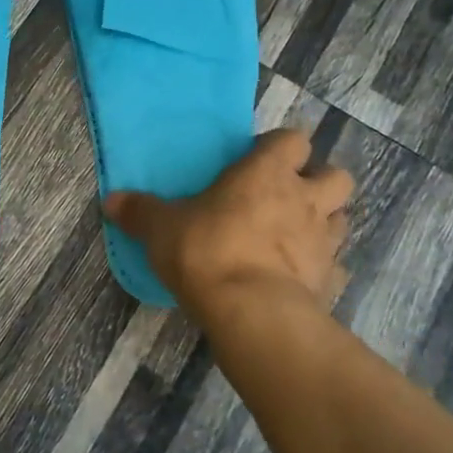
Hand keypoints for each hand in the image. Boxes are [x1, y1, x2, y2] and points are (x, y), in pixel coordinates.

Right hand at [104, 129, 351, 317]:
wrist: (251, 312)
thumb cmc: (206, 251)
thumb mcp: (160, 228)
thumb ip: (139, 211)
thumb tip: (110, 200)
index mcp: (266, 173)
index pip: (293, 139)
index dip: (279, 147)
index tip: (256, 162)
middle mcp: (304, 199)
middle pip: (337, 175)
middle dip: (318, 182)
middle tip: (286, 197)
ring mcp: (324, 242)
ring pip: (341, 218)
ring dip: (323, 222)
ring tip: (293, 236)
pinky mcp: (331, 281)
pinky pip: (335, 267)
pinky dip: (322, 269)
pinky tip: (298, 278)